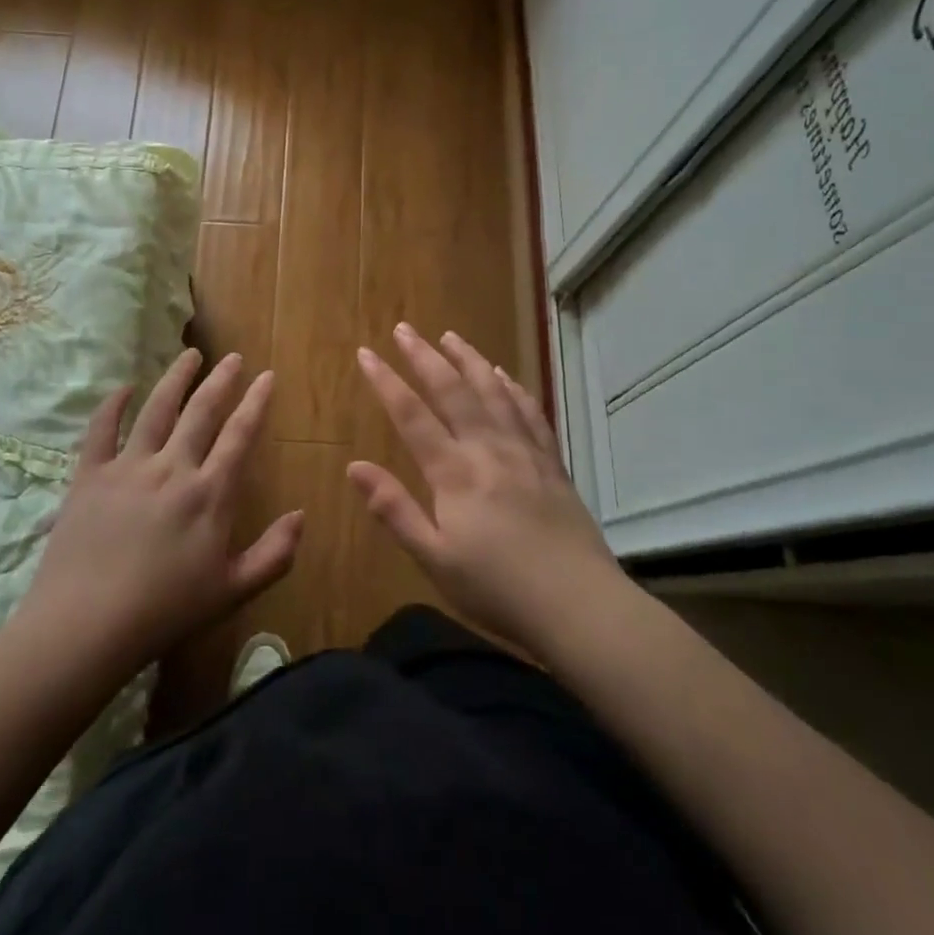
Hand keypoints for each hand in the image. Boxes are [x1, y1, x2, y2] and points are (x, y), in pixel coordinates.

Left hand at [24, 349, 303, 673]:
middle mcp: (172, 468)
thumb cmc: (166, 612)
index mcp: (210, 493)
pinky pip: (101, 430)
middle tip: (234, 357)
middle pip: (201, 412)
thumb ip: (274, 554)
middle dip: (221, 380)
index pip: (239, 435)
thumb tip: (301, 515)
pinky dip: (114, 404)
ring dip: (176, 378)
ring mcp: (128, 467)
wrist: (87, 626)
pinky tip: (125, 387)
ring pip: (156, 409)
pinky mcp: (89, 475)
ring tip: (190, 354)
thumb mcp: (233, 591)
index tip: (266, 376)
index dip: (256, 402)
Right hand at [349, 323, 620, 655]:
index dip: (386, 381)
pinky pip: (531, 413)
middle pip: (453, 391)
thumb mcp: (434, 558)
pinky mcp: (551, 464)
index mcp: (454, 473)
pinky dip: (514, 389)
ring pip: (494, 393)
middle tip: (404, 329)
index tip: (366, 353)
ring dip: (469, 360)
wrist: (579, 605)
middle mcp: (488, 450)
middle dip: (425, 357)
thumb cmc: (497, 589)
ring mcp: (525, 453)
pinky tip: (506, 376)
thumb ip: (394, 509)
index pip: (412, 415)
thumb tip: (354, 466)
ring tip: (451, 337)